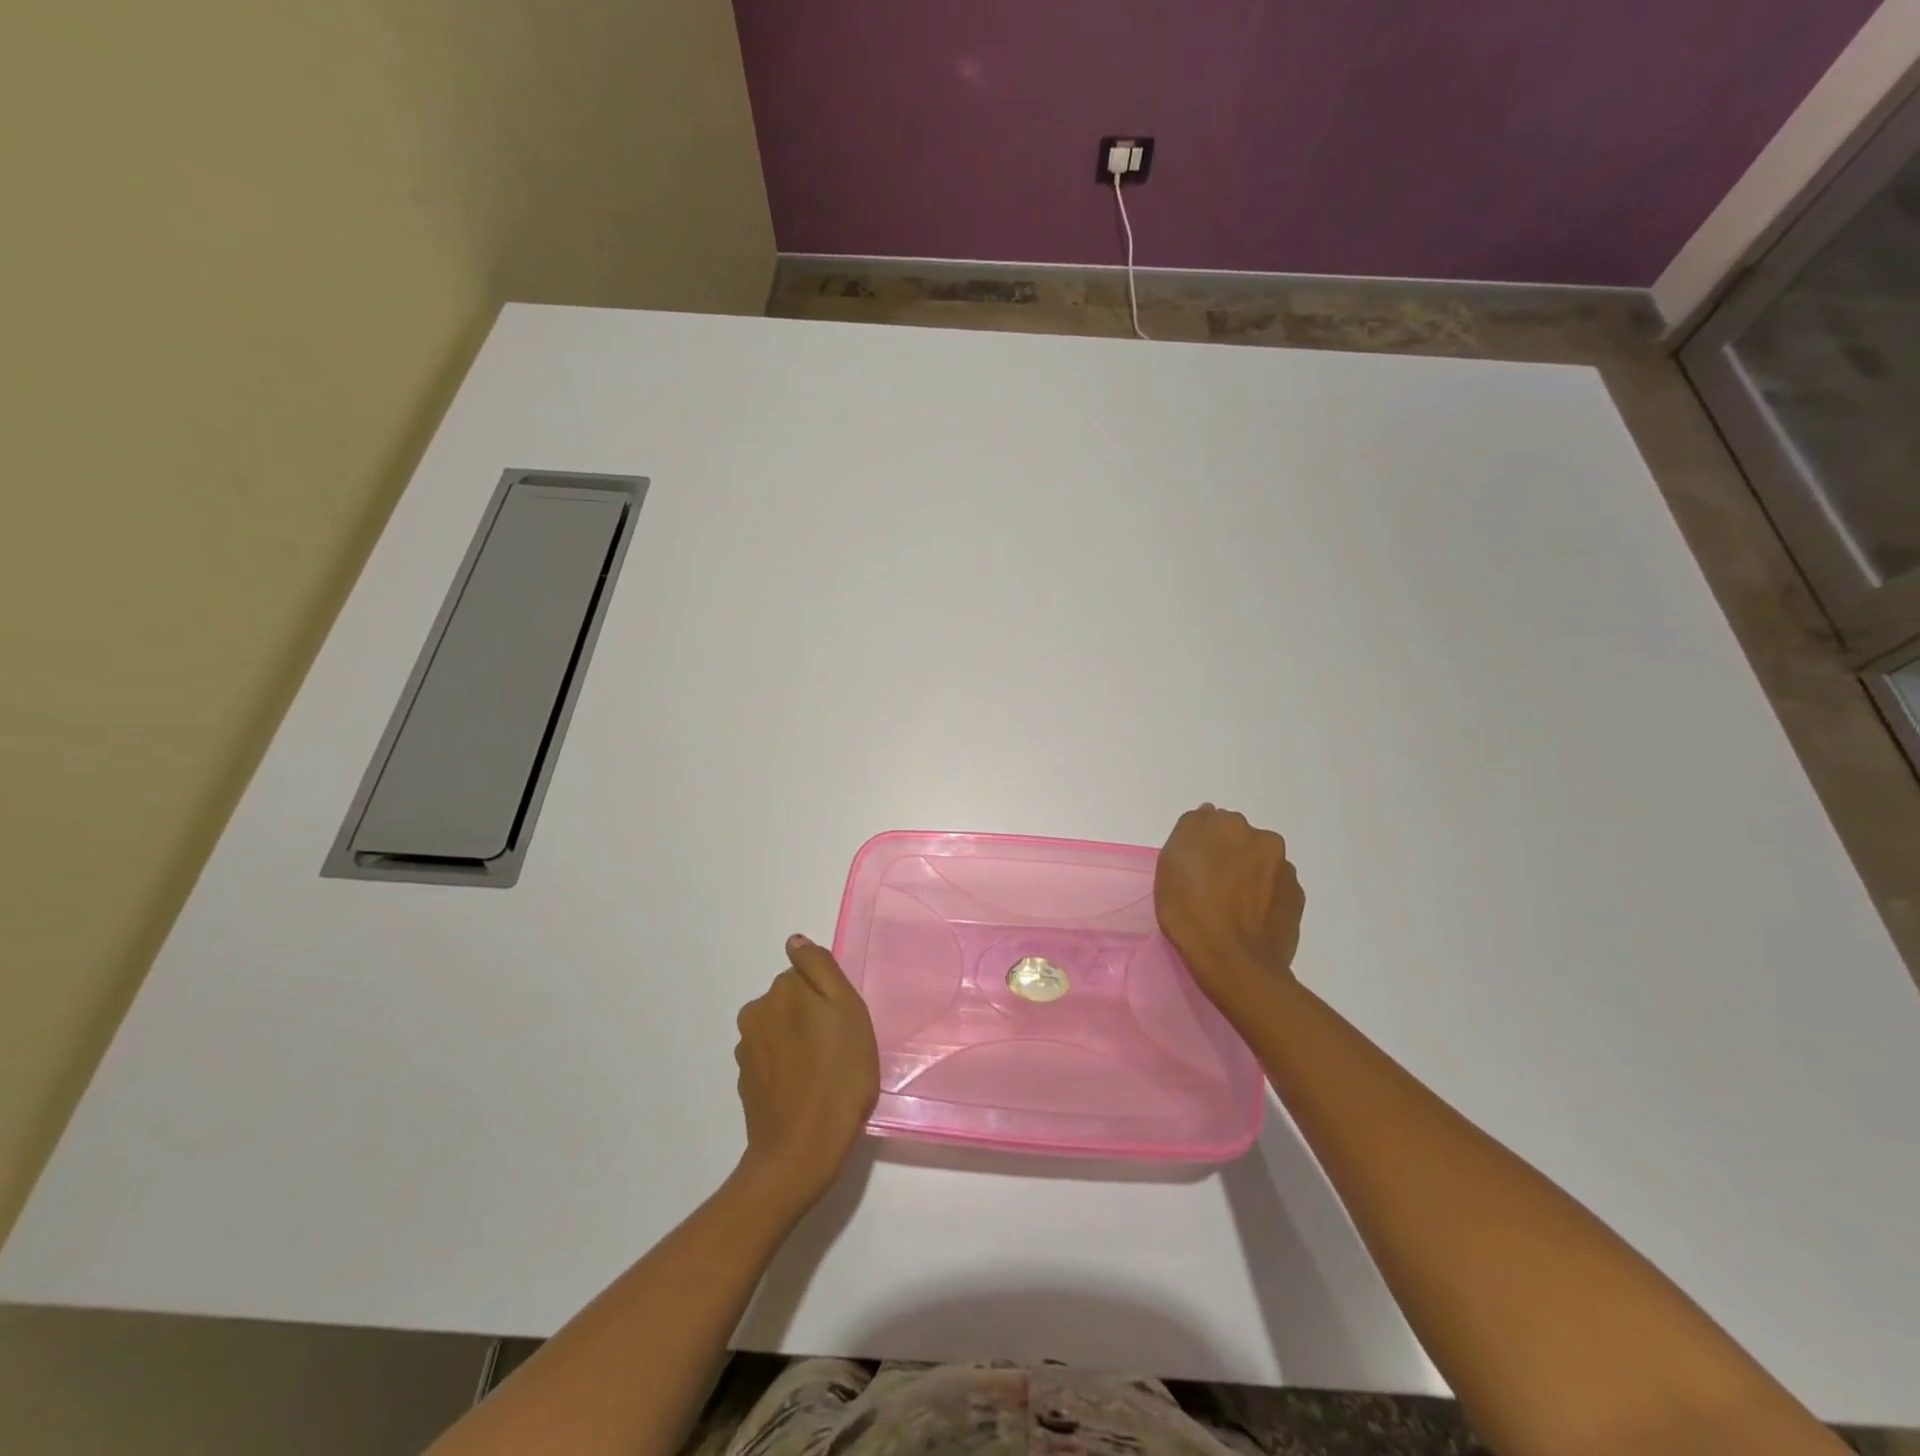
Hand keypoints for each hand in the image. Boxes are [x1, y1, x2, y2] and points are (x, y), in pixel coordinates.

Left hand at [732, 934, 879, 1213]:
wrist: (801, 1152)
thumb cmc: (838, 1077)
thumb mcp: (847, 1010)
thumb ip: (820, 968)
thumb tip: (795, 941)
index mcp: (780, 991)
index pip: (806, 974)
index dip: (829, 996)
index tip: (843, 1023)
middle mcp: (755, 1013)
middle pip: (791, 1000)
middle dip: (812, 1017)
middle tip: (839, 1049)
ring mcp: (746, 1050)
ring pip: (781, 1030)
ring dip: (800, 1042)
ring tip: (825, 1075)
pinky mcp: (746, 1082)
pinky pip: (773, 1059)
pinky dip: (788, 1067)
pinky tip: (806, 1091)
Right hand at [1155, 804, 1304, 1017]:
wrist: (1235, 963)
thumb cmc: (1190, 913)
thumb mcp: (1169, 867)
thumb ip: (1189, 832)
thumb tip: (1207, 816)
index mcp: (1225, 824)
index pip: (1207, 821)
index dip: (1197, 844)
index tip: (1190, 866)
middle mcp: (1260, 837)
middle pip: (1236, 837)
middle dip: (1226, 853)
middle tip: (1210, 885)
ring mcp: (1283, 867)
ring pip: (1259, 860)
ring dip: (1248, 872)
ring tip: (1233, 905)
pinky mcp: (1297, 895)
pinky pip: (1274, 886)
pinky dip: (1264, 894)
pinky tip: (1250, 916)